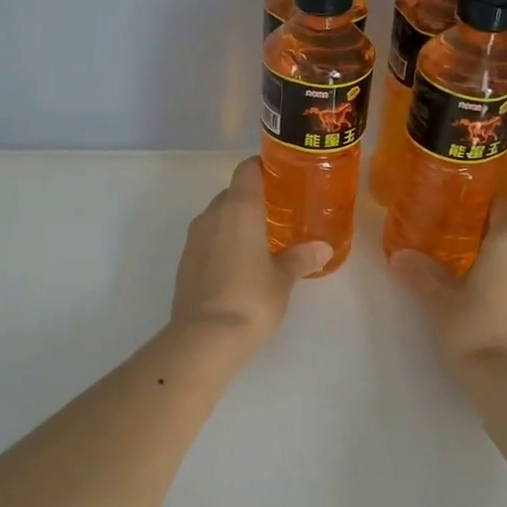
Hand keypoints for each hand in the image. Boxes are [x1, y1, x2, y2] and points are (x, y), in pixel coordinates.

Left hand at [170, 157, 329, 350]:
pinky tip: (239, 266)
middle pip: (232, 194)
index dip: (264, 168)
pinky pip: (207, 241)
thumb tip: (322, 248)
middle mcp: (212, 215)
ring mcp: (194, 238)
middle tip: (279, 216)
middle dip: (253, 201)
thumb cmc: (251, 299)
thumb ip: (301, 258)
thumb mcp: (283, 279)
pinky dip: (223, 245)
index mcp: (239, 208)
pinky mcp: (185, 262)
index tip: (282, 179)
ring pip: (218, 218)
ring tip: (261, 243)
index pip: (247, 170)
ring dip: (236, 224)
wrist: (204, 338)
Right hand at [389, 201, 506, 375]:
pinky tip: (499, 308)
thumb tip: (400, 256)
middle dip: (496, 242)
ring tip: (482, 282)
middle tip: (467, 252)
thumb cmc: (473, 327)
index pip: (506, 206)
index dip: (488, 207)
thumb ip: (424, 273)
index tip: (468, 213)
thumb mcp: (441, 300)